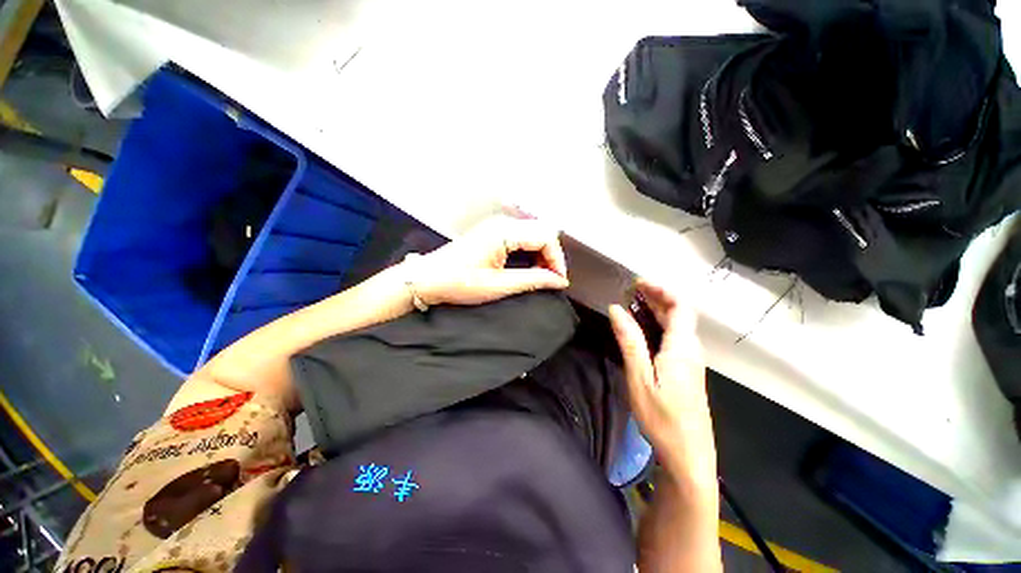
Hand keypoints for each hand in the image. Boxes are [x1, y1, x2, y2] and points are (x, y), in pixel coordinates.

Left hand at [409, 216, 569, 306]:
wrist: (427, 279)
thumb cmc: (457, 282)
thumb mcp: (498, 286)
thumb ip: (532, 280)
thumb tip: (558, 281)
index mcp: (503, 232)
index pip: (546, 237)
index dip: (557, 259)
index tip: (558, 280)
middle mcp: (502, 224)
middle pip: (542, 233)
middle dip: (551, 257)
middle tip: (550, 280)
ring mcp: (496, 227)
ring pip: (533, 235)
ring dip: (541, 255)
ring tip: (540, 276)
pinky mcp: (492, 233)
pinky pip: (521, 238)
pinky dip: (530, 253)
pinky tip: (528, 268)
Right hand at [608, 280, 716, 486]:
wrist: (689, 455)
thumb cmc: (662, 418)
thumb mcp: (639, 378)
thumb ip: (630, 341)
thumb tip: (616, 309)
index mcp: (682, 347)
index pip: (681, 306)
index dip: (662, 289)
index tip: (638, 283)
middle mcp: (691, 349)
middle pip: (680, 313)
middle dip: (657, 296)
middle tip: (630, 290)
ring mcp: (690, 361)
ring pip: (677, 326)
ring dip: (657, 310)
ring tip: (632, 304)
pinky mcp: (686, 370)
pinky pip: (674, 338)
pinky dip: (659, 325)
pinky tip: (642, 330)